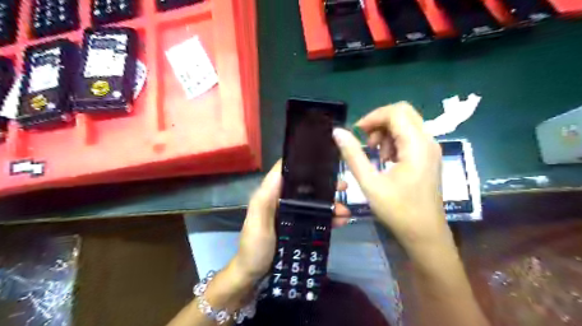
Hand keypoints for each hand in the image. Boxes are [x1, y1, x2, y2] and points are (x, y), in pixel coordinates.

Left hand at [232, 160, 349, 284]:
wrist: (254, 276)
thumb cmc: (255, 247)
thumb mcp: (257, 223)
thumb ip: (265, 199)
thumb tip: (281, 172)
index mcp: (271, 195)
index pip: (287, 173)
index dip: (304, 166)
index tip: (324, 164)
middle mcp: (282, 201)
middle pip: (305, 188)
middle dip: (324, 187)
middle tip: (343, 187)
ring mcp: (291, 214)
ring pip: (313, 203)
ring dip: (329, 205)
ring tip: (345, 212)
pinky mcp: (298, 227)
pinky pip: (315, 218)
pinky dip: (328, 218)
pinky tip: (341, 221)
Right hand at [331, 102, 448, 251]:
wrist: (425, 234)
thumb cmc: (398, 210)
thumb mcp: (370, 183)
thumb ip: (353, 155)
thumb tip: (338, 132)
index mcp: (416, 145)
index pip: (396, 112)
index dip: (372, 117)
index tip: (356, 133)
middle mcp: (428, 141)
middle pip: (403, 113)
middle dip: (380, 122)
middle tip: (366, 141)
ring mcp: (430, 149)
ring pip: (407, 124)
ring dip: (387, 132)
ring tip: (376, 154)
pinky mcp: (429, 157)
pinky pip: (410, 137)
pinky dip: (394, 141)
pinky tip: (386, 160)